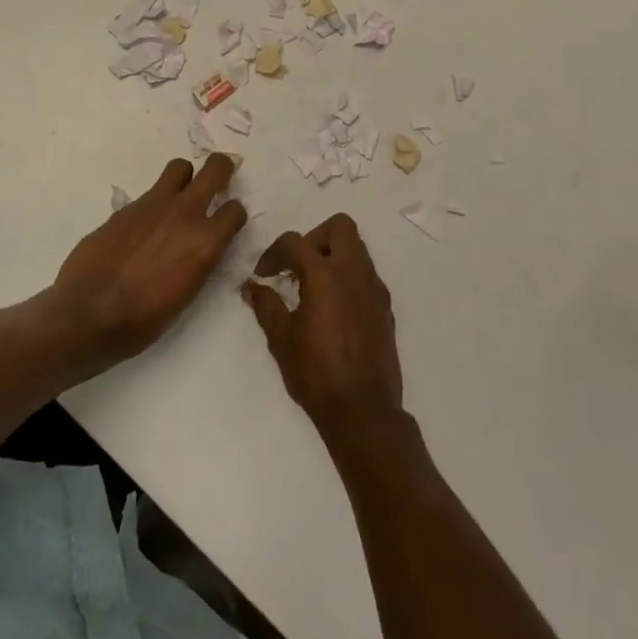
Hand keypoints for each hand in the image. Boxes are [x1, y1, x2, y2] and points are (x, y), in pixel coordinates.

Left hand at [53, 154, 247, 364]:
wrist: (89, 313)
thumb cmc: (143, 320)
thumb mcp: (186, 295)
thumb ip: (198, 260)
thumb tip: (199, 247)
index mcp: (205, 242)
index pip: (235, 210)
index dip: (233, 216)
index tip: (226, 224)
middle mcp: (185, 213)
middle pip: (215, 168)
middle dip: (221, 169)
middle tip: (218, 180)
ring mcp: (154, 204)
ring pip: (180, 167)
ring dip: (185, 178)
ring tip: (178, 196)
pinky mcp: (126, 207)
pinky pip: (149, 193)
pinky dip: (153, 204)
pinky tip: (142, 228)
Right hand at [243, 214, 403, 450]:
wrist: (363, 411)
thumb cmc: (316, 374)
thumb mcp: (281, 340)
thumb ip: (266, 306)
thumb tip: (252, 287)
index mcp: (325, 275)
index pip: (296, 242)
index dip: (274, 253)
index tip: (263, 274)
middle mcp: (354, 272)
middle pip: (340, 226)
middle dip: (315, 237)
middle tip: (298, 266)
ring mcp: (374, 288)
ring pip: (357, 248)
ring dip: (333, 255)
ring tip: (313, 286)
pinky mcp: (385, 306)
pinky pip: (366, 274)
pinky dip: (348, 277)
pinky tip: (334, 308)